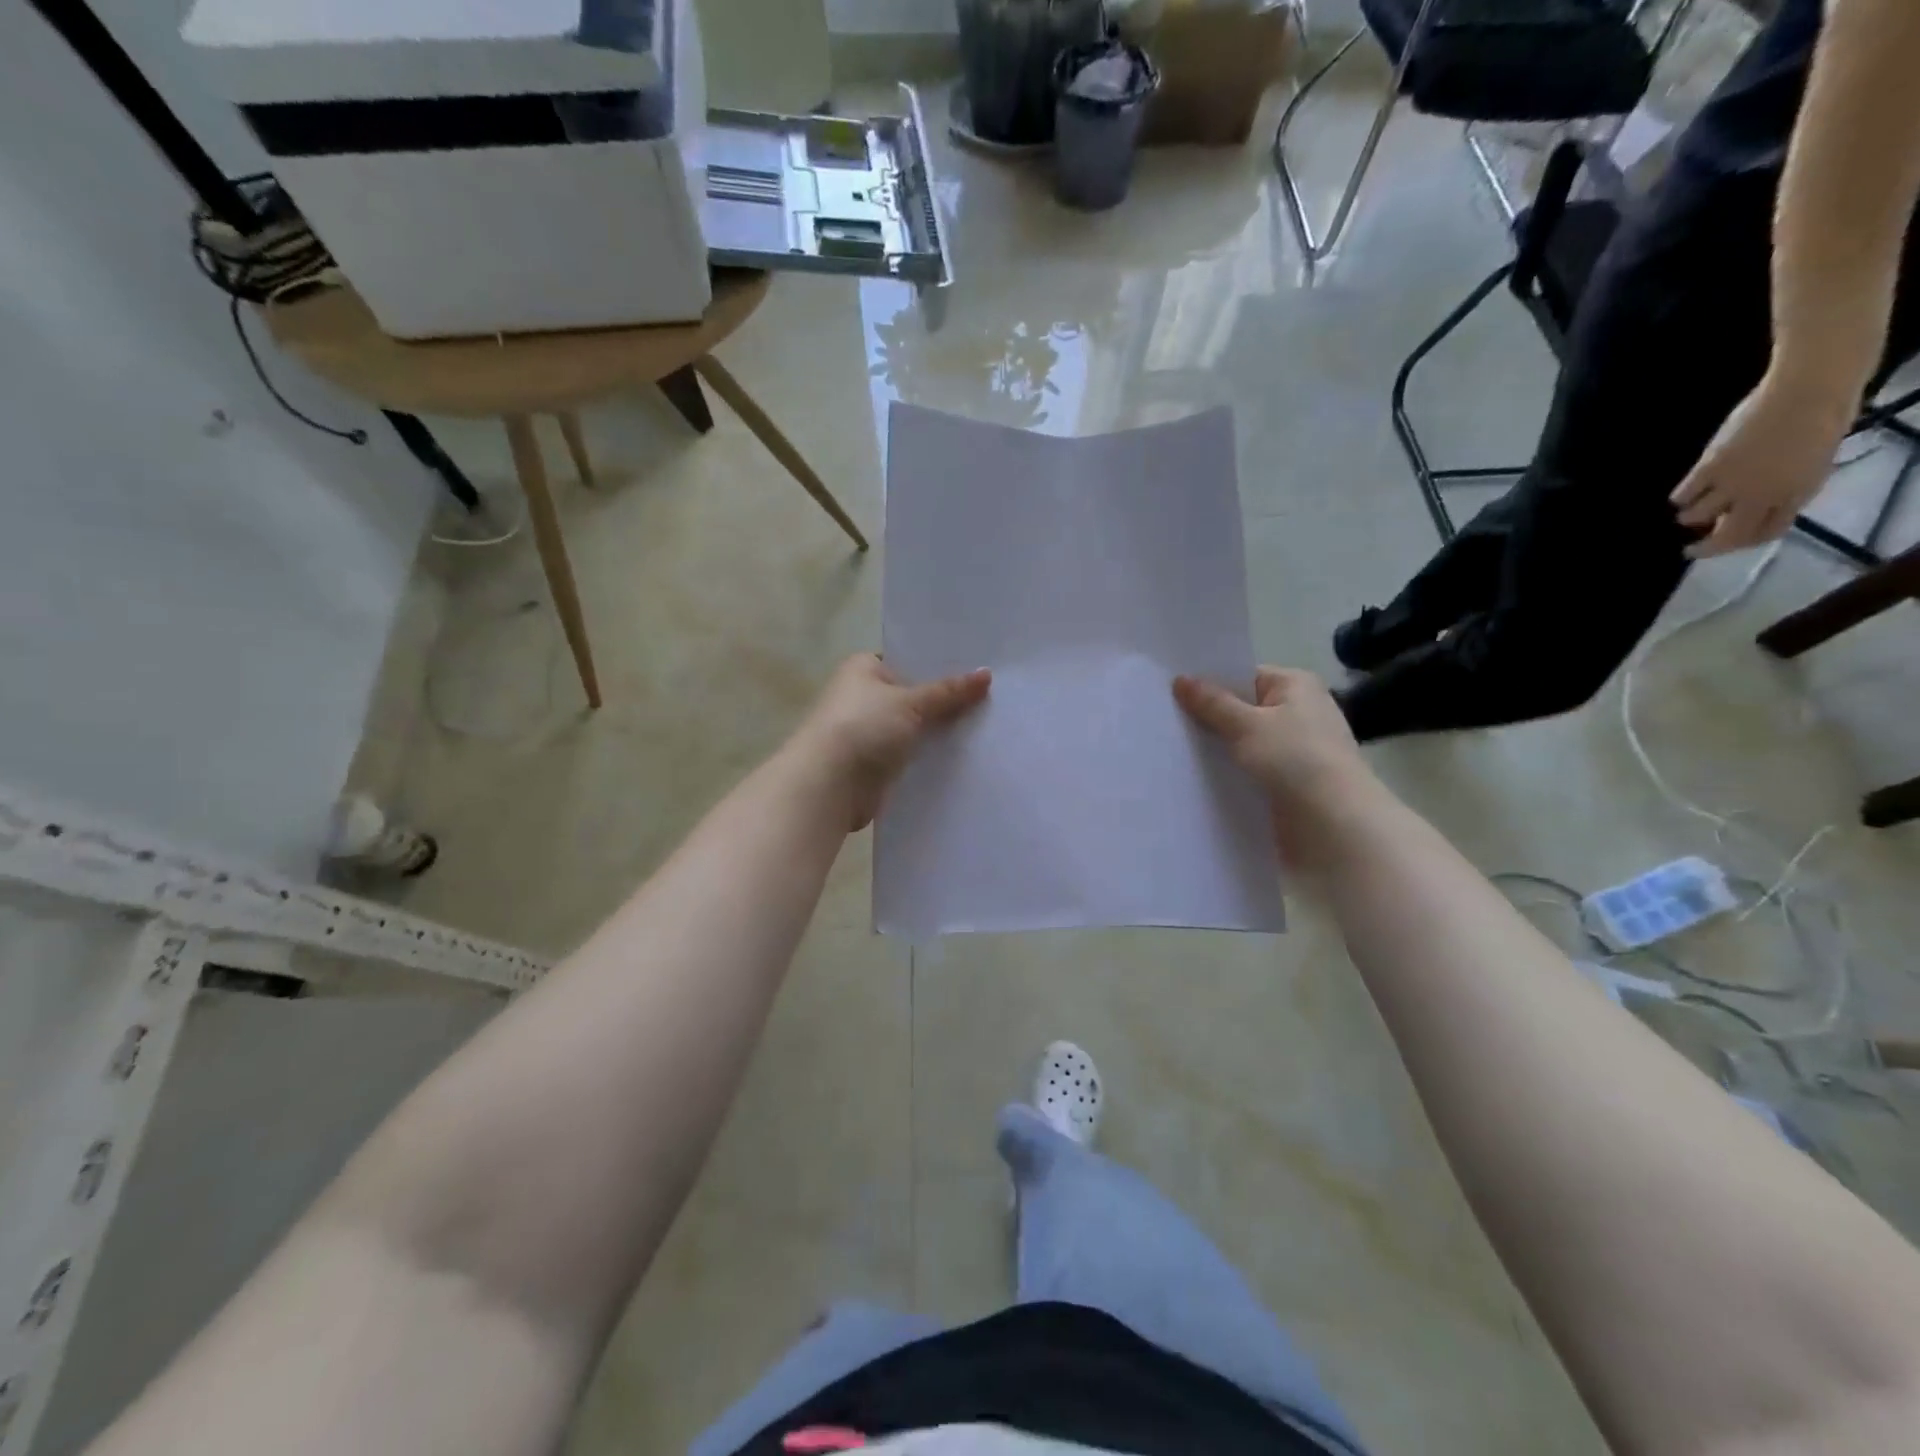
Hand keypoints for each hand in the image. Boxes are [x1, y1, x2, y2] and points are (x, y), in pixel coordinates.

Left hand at [793, 654, 990, 830]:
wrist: (829, 785)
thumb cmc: (863, 728)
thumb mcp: (910, 702)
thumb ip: (949, 691)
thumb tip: (987, 674)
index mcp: (863, 669)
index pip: (908, 660)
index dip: (940, 665)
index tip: (978, 669)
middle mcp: (863, 696)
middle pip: (914, 695)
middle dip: (945, 701)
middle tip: (992, 698)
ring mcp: (869, 732)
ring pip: (914, 728)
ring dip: (940, 731)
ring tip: (987, 726)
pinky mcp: (876, 764)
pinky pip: (911, 754)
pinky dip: (930, 756)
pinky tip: (964, 756)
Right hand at [1173, 668, 1377, 860]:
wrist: (1335, 825)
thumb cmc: (1295, 760)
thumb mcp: (1247, 726)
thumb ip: (1212, 704)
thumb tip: (1180, 679)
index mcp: (1295, 686)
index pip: (1243, 676)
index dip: (1209, 683)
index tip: (1170, 692)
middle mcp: (1298, 712)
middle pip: (1241, 709)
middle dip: (1207, 718)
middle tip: (1162, 721)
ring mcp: (1294, 750)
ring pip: (1243, 742)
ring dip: (1216, 749)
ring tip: (1169, 749)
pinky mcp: (1288, 782)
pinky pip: (1249, 769)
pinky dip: (1228, 772)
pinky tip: (1195, 778)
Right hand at [1670, 370, 1854, 557]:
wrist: (1806, 392)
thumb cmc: (1822, 420)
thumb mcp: (1814, 463)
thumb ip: (1787, 488)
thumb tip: (1757, 506)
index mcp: (1796, 494)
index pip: (1767, 533)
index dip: (1746, 542)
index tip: (1731, 543)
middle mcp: (1762, 496)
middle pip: (1728, 536)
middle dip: (1707, 548)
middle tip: (1691, 551)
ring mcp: (1733, 482)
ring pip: (1698, 516)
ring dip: (1691, 518)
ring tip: (1688, 513)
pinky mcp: (1709, 468)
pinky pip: (1685, 494)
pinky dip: (1681, 498)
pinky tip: (1682, 496)